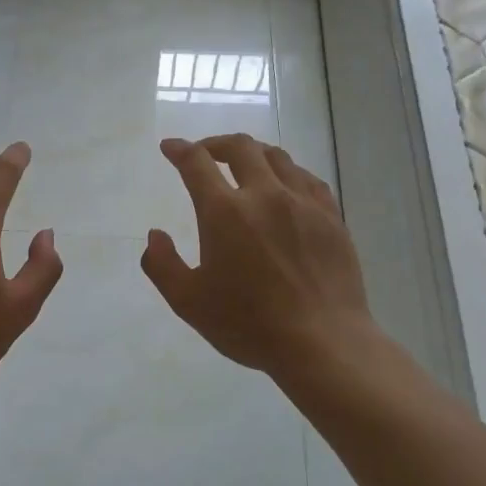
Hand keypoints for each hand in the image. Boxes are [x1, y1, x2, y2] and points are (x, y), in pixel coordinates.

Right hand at [141, 135, 380, 384]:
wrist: (323, 342)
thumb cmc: (249, 324)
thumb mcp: (188, 302)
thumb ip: (162, 265)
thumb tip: (155, 235)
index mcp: (225, 212)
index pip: (197, 163)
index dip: (179, 150)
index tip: (170, 147)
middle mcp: (264, 195)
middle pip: (241, 147)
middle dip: (216, 144)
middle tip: (205, 153)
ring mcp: (303, 203)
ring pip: (277, 157)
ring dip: (253, 154)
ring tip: (244, 166)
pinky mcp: (331, 217)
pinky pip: (307, 178)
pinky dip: (288, 173)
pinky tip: (285, 186)